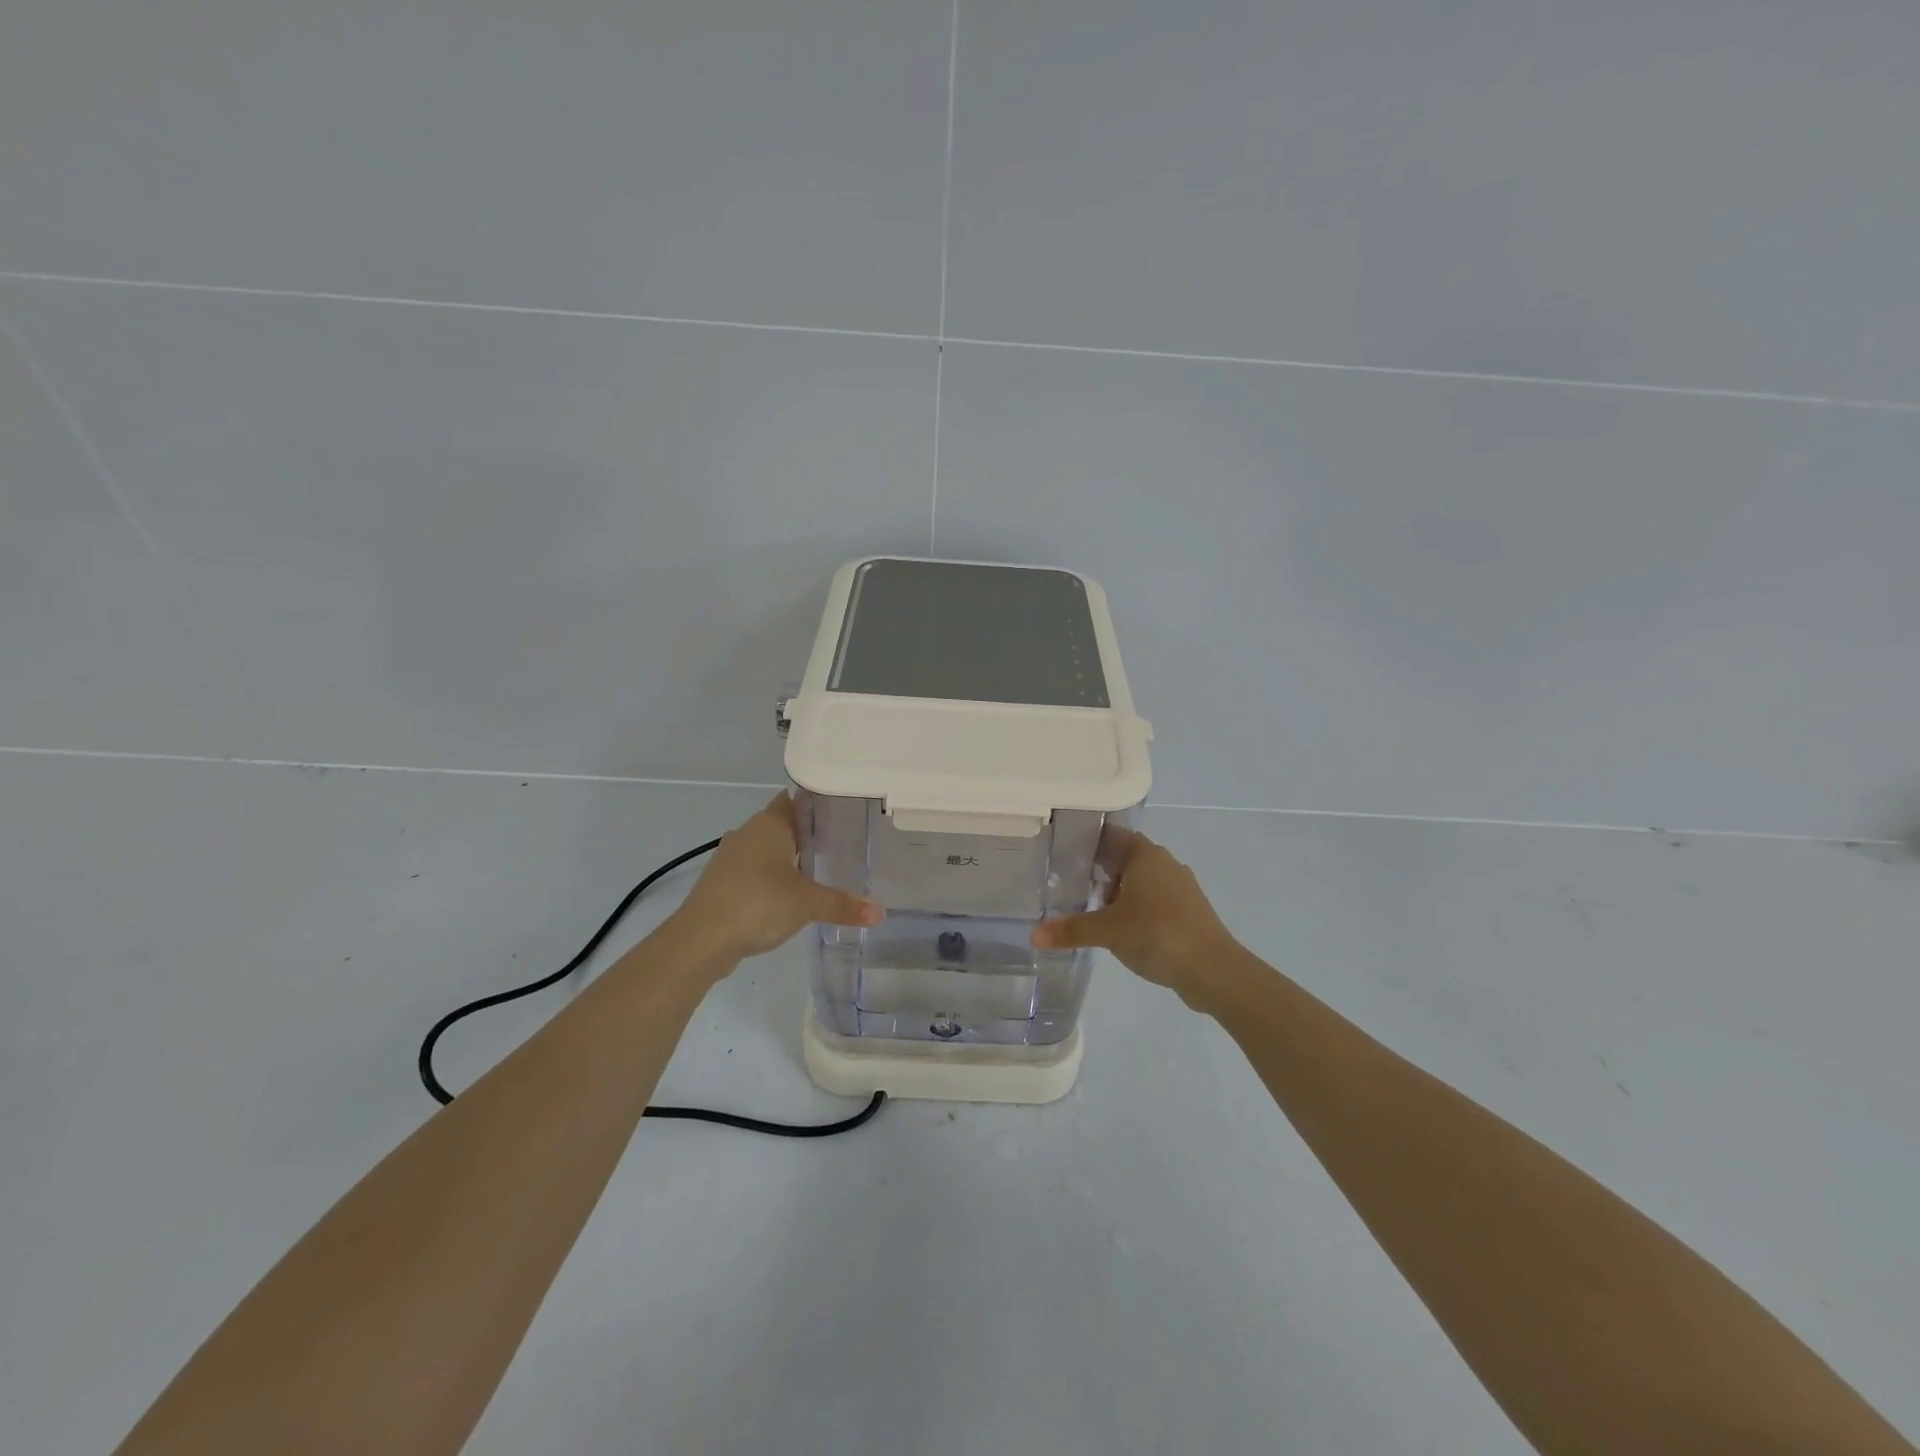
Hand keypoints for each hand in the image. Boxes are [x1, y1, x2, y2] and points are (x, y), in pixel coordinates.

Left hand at [670, 793, 881, 963]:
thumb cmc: (758, 904)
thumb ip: (843, 905)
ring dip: (787, 858)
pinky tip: (788, 896)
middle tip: (841, 843)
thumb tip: (880, 913)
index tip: (843, 811)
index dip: (818, 803)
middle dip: (807, 833)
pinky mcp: (721, 883)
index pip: (796, 799)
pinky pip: (753, 872)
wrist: (701, 939)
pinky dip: (771, 879)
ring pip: (766, 849)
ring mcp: (730, 858)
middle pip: (783, 824)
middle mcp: (747, 833)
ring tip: (819, 869)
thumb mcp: (808, 904)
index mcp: (769, 824)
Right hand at [1031, 828, 1237, 1010]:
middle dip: (1100, 871)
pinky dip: (1137, 909)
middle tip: (1070, 885)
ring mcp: (1181, 888)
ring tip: (1094, 912)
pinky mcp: (1189, 911)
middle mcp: (1165, 863)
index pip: (1111, 835)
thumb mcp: (1107, 932)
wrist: (1214, 970)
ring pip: (1141, 881)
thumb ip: (1071, 930)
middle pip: (1125, 858)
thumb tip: (1034, 935)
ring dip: (1119, 893)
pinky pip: (1155, 901)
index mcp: (1145, 855)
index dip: (1088, 841)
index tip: (1064, 852)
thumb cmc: (1157, 934)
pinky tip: (1124, 931)